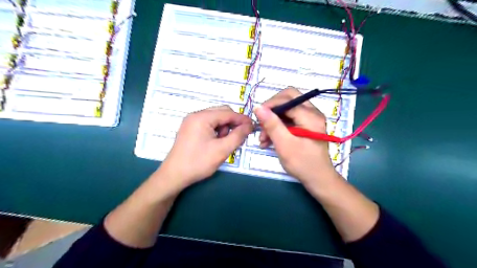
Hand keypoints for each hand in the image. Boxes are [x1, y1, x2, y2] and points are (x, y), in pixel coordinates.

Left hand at [158, 105, 252, 188]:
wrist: (174, 176)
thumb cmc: (198, 162)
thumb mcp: (222, 150)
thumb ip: (238, 136)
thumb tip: (249, 126)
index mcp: (202, 117)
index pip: (228, 113)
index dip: (242, 119)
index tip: (253, 126)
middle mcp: (195, 115)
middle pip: (221, 112)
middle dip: (232, 123)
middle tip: (239, 136)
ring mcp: (191, 121)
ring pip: (215, 118)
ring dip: (224, 127)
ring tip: (224, 142)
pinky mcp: (190, 128)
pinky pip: (208, 124)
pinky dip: (216, 130)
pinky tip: (216, 142)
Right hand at [254, 87, 338, 184]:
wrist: (318, 179)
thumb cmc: (303, 163)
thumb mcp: (284, 144)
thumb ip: (272, 124)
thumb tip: (258, 107)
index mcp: (310, 116)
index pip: (287, 99)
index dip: (270, 105)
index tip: (257, 117)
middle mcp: (313, 112)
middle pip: (288, 98)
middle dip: (272, 110)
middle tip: (261, 123)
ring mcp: (310, 118)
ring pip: (287, 109)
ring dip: (273, 120)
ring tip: (263, 139)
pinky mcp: (306, 125)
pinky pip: (289, 118)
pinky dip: (278, 126)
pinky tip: (269, 139)